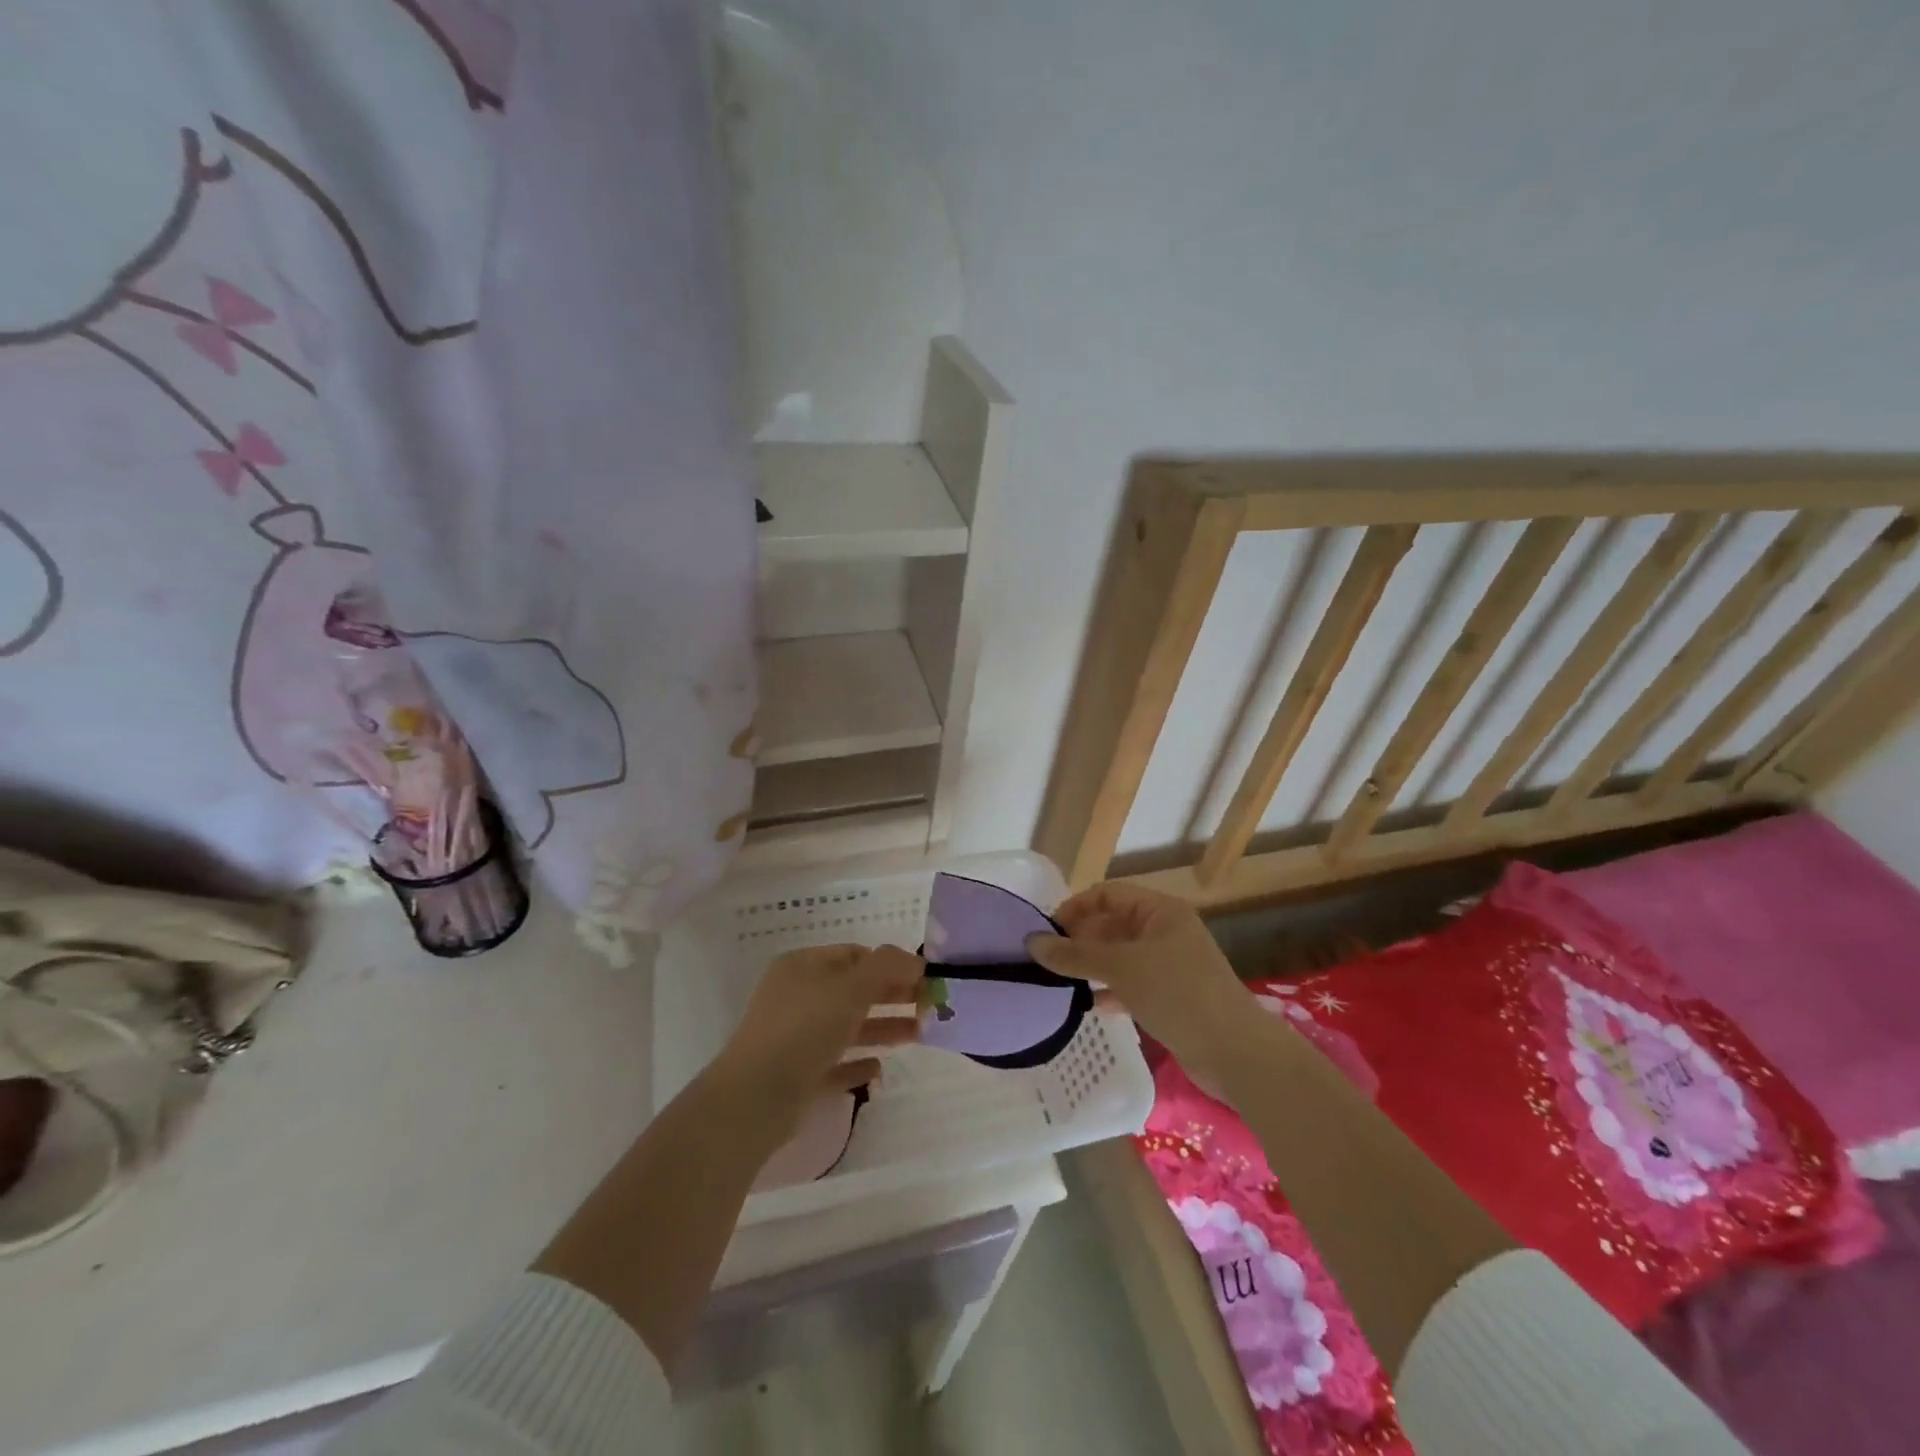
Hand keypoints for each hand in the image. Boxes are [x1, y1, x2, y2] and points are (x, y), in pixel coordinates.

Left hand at [713, 944, 923, 1125]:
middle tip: (929, 1007)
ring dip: (883, 1028)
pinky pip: (835, 1064)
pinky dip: (858, 1063)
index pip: (855, 955)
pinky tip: (880, 1069)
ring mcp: (795, 1038)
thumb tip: (916, 959)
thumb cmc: (805, 1028)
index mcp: (803, 966)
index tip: (924, 979)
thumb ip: (887, 967)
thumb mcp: (851, 986)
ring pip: (848, 1027)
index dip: (891, 964)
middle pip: (854, 990)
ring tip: (919, 1035)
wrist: (756, 1097)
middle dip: (892, 996)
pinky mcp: (797, 1076)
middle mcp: (798, 996)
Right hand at [1026, 882, 1253, 1075]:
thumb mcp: (1122, 968)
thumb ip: (1075, 955)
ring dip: (1091, 966)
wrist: (1235, 1052)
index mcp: (1160, 911)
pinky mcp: (1170, 997)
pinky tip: (1089, 1005)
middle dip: (1080, 939)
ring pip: (1120, 956)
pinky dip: (1109, 990)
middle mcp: (1165, 932)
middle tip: (1047, 960)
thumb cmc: (1179, 994)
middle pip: (1113, 924)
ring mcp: (1169, 965)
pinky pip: (1130, 984)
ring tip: (1059, 982)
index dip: (1076, 907)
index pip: (1108, 894)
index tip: (1047, 932)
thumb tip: (1031, 942)